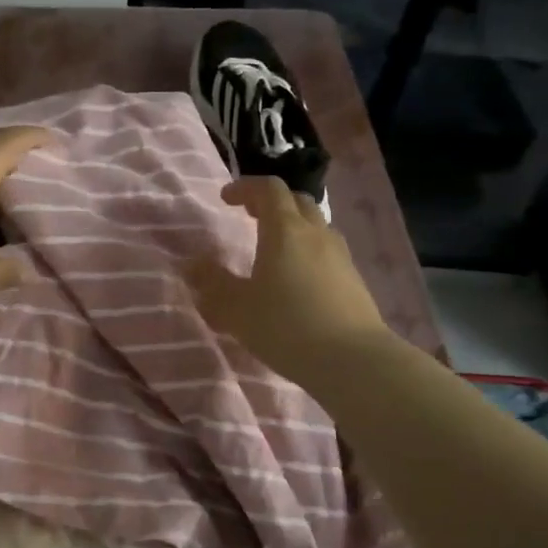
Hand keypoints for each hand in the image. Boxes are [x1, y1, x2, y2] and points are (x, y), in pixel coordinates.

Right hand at [187, 178, 388, 384]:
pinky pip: (328, 251)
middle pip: (296, 201)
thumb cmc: (286, 326)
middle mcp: (316, 234)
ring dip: (294, 226)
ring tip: (275, 248)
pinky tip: (299, 279)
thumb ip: (213, 284)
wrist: (352, 360)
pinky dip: (309, 251)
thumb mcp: (236, 309)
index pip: (268, 189)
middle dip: (271, 202)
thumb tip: (193, 265)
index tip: (226, 198)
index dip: (246, 188)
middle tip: (250, 216)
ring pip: (316, 225)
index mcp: (285, 230)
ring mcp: (340, 256)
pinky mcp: (355, 280)